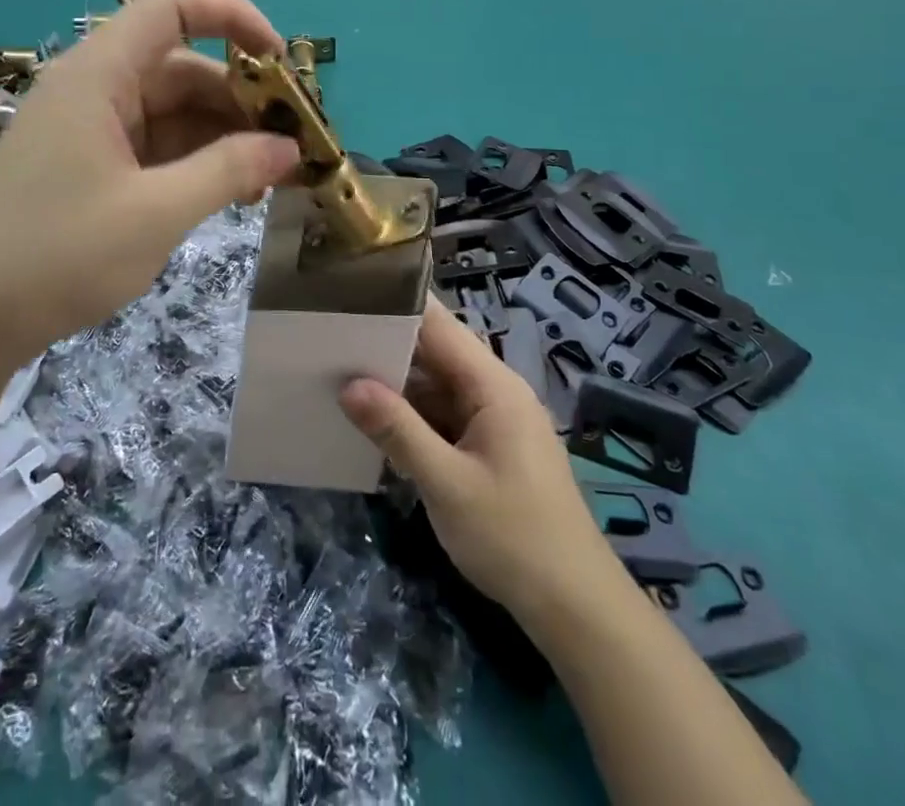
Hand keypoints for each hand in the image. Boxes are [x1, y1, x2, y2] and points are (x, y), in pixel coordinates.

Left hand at [0, 0, 299, 366]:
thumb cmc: (57, 256)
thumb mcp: (156, 213)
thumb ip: (228, 171)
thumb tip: (290, 148)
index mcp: (99, 75)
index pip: (173, 7)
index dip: (233, 16)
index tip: (281, 63)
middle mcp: (95, 88)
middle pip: (183, 66)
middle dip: (241, 99)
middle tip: (291, 145)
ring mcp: (90, 128)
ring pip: (173, 110)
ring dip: (223, 137)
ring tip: (270, 180)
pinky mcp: (90, 164)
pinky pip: (155, 144)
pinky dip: (195, 161)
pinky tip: (229, 193)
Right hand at [340, 299, 619, 625]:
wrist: (578, 610)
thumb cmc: (514, 539)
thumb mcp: (447, 485)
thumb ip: (397, 430)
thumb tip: (348, 384)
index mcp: (493, 385)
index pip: (438, 325)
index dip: (395, 306)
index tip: (347, 295)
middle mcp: (495, 392)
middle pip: (435, 353)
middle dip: (385, 347)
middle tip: (326, 338)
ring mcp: (493, 421)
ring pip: (435, 387)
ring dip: (395, 385)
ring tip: (337, 373)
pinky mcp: (489, 448)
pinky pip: (443, 417)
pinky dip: (411, 417)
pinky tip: (373, 422)